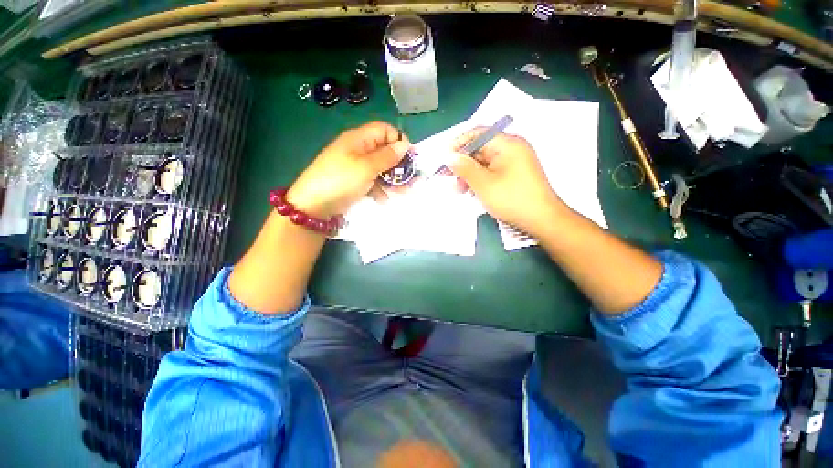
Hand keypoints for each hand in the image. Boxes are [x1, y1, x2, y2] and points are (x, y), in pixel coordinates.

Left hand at [287, 121, 410, 216]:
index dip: (399, 141)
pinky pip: (373, 182)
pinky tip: (384, 199)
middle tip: (412, 180)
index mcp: (359, 139)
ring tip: (403, 192)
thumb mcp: (366, 167)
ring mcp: (356, 167)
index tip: (410, 157)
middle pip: (385, 151)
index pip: (385, 130)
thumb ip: (387, 156)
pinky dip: (381, 189)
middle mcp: (359, 150)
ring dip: (393, 180)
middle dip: (399, 165)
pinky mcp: (355, 182)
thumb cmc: (341, 180)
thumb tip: (405, 144)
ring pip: (381, 169)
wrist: (314, 206)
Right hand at [448, 128, 566, 234]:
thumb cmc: (512, 199)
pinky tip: (473, 192)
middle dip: (463, 163)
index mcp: (508, 144)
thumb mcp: (483, 184)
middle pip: (481, 149)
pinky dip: (480, 180)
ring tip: (460, 190)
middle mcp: (512, 149)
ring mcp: (514, 163)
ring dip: (470, 174)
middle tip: (448, 177)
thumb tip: (449, 156)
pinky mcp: (514, 175)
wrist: (542, 220)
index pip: (478, 134)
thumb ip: (464, 167)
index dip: (459, 143)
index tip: (445, 157)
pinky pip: (492, 172)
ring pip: (485, 163)